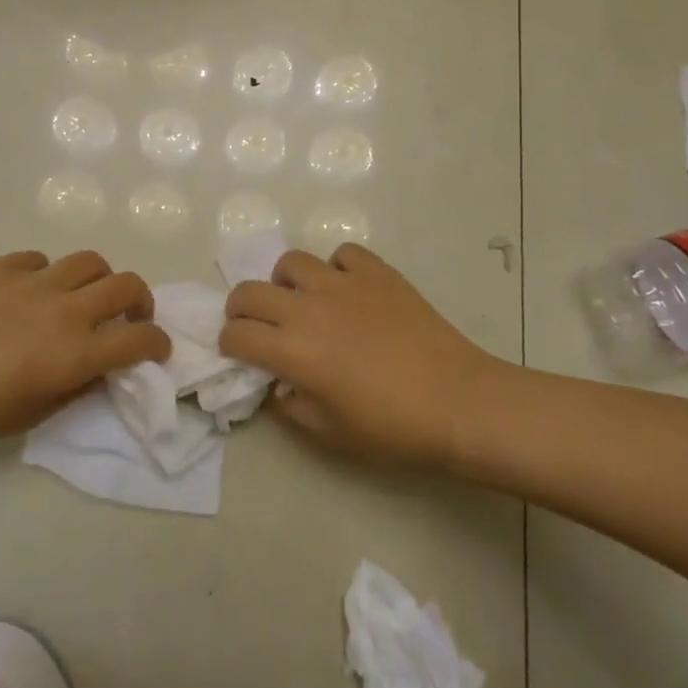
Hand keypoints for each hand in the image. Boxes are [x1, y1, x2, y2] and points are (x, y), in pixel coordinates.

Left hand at [0, 251, 168, 458]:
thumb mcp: (32, 417)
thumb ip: (77, 388)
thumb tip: (101, 369)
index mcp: (75, 352)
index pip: (139, 338)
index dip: (157, 344)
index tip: (157, 349)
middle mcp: (64, 309)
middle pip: (126, 284)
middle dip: (140, 301)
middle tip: (128, 317)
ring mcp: (32, 281)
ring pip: (89, 261)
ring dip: (98, 280)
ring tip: (83, 296)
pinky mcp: (1, 267)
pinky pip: (40, 259)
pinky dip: (48, 273)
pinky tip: (30, 292)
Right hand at [219, 243, 502, 470]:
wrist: (457, 402)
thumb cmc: (391, 429)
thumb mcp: (329, 433)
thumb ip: (290, 407)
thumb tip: (276, 385)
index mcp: (293, 350)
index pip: (237, 335)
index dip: (229, 344)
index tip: (239, 353)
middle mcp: (308, 308)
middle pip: (249, 291)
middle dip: (241, 308)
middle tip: (256, 325)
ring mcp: (343, 283)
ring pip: (292, 262)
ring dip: (286, 283)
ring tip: (302, 301)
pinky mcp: (376, 271)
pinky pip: (342, 254)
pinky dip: (336, 268)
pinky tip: (348, 290)